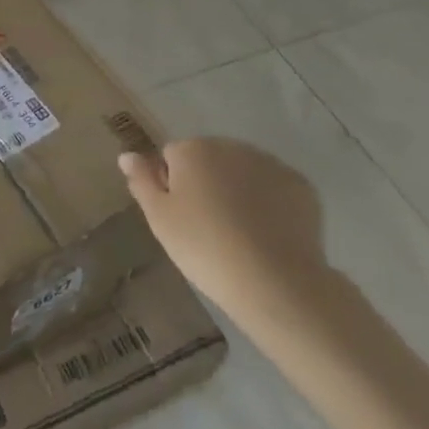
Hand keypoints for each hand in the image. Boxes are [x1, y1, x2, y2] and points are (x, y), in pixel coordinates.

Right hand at [119, 138, 333, 325]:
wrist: (277, 283)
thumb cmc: (206, 248)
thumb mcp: (160, 219)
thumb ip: (141, 181)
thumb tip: (127, 155)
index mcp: (191, 149)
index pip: (171, 157)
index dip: (172, 186)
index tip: (181, 218)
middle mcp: (230, 145)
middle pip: (208, 159)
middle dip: (206, 182)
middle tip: (209, 226)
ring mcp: (269, 163)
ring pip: (242, 171)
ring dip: (238, 190)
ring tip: (241, 233)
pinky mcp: (301, 185)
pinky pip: (274, 187)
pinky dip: (270, 201)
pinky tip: (269, 233)